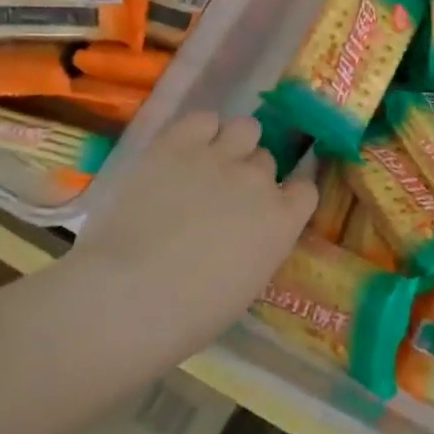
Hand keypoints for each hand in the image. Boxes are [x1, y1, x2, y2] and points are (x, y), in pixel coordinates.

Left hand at [66, 112, 317, 361]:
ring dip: (233, 143)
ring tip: (207, 162)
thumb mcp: (245, 285)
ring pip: (245, 128)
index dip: (286, 195)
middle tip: (223, 195)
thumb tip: (243, 236)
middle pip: (267, 161)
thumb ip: (257, 247)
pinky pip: (203, 119)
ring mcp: (219, 158)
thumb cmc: (189, 315)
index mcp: (282, 222)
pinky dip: (199, 130)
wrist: (129, 297)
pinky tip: (185, 148)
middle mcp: (259, 181)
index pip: (304, 190)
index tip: (268, 208)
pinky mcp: (177, 145)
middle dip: (250, 174)